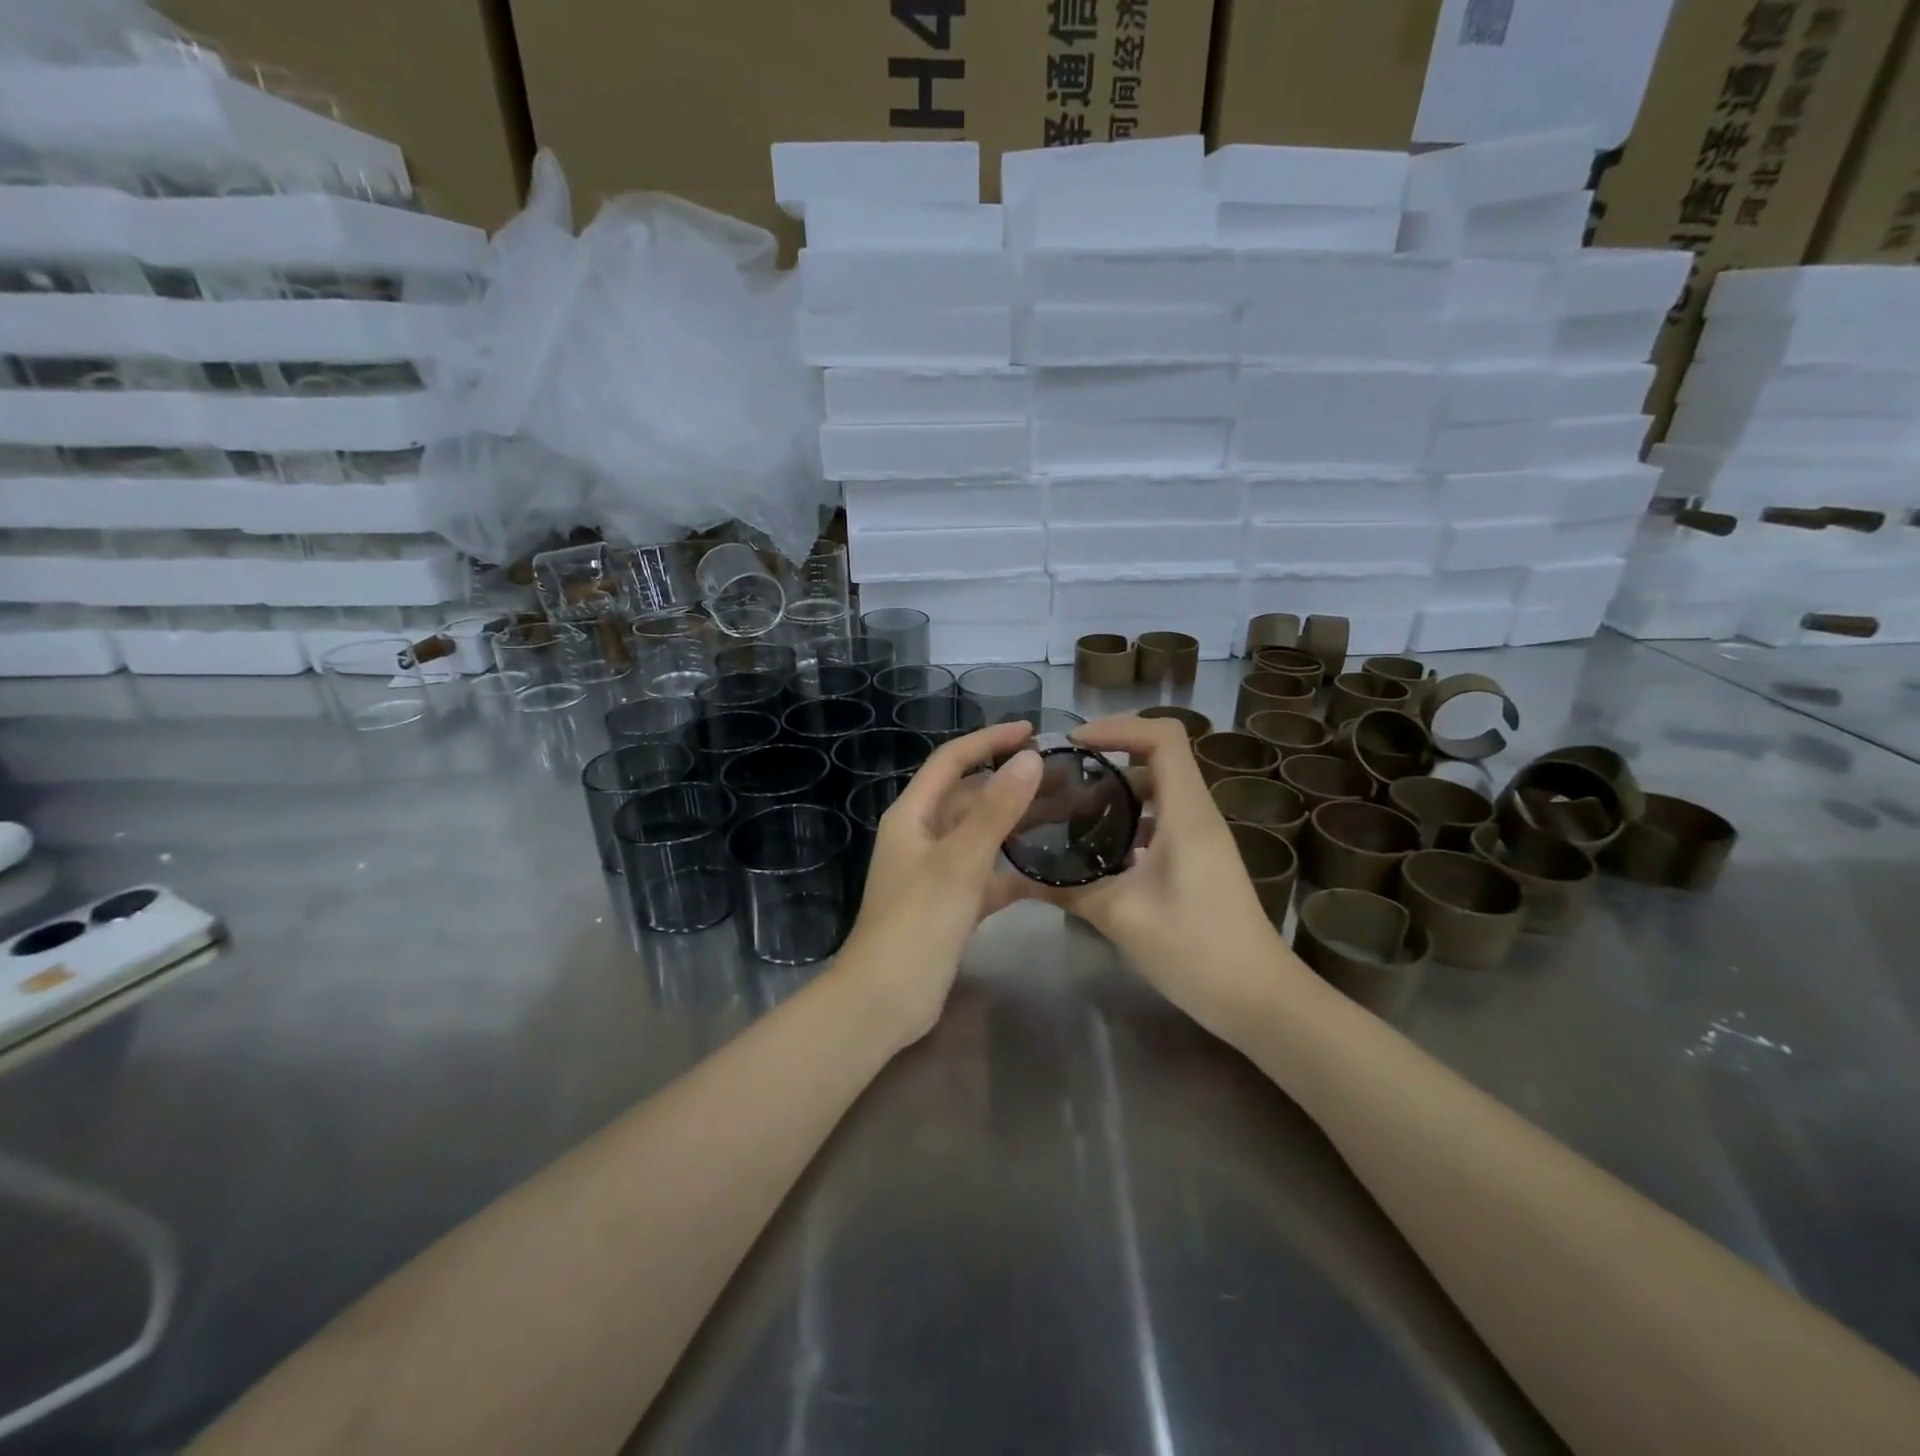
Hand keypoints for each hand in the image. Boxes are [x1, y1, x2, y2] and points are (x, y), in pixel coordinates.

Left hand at [838, 721, 1042, 1045]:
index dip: (988, 740)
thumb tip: (1028, 759)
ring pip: (982, 836)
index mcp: (913, 815)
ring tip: (1067, 814)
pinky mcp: (951, 905)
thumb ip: (995, 811)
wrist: (885, 1000)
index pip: (952, 761)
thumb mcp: (959, 862)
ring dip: (1017, 824)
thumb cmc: (916, 923)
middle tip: (1064, 777)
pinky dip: (1013, 870)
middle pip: (970, 797)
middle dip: (1011, 784)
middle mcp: (922, 836)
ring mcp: (936, 872)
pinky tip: (1051, 873)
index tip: (1031, 731)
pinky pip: (987, 875)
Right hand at [1032, 715, 1300, 1038]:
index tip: (1074, 744)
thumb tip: (1019, 874)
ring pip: (1159, 790)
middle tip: (1061, 780)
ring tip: (1070, 813)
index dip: (1118, 727)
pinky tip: (1099, 851)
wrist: (1258, 999)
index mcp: (1187, 814)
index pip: (1163, 737)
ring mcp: (1203, 837)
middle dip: (1108, 757)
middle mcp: (1198, 814)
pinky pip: (1163, 819)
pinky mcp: (1201, 859)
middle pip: (1158, 757)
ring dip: (1117, 792)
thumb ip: (1069, 888)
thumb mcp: (1122, 917)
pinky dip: (1130, 820)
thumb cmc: (1196, 950)